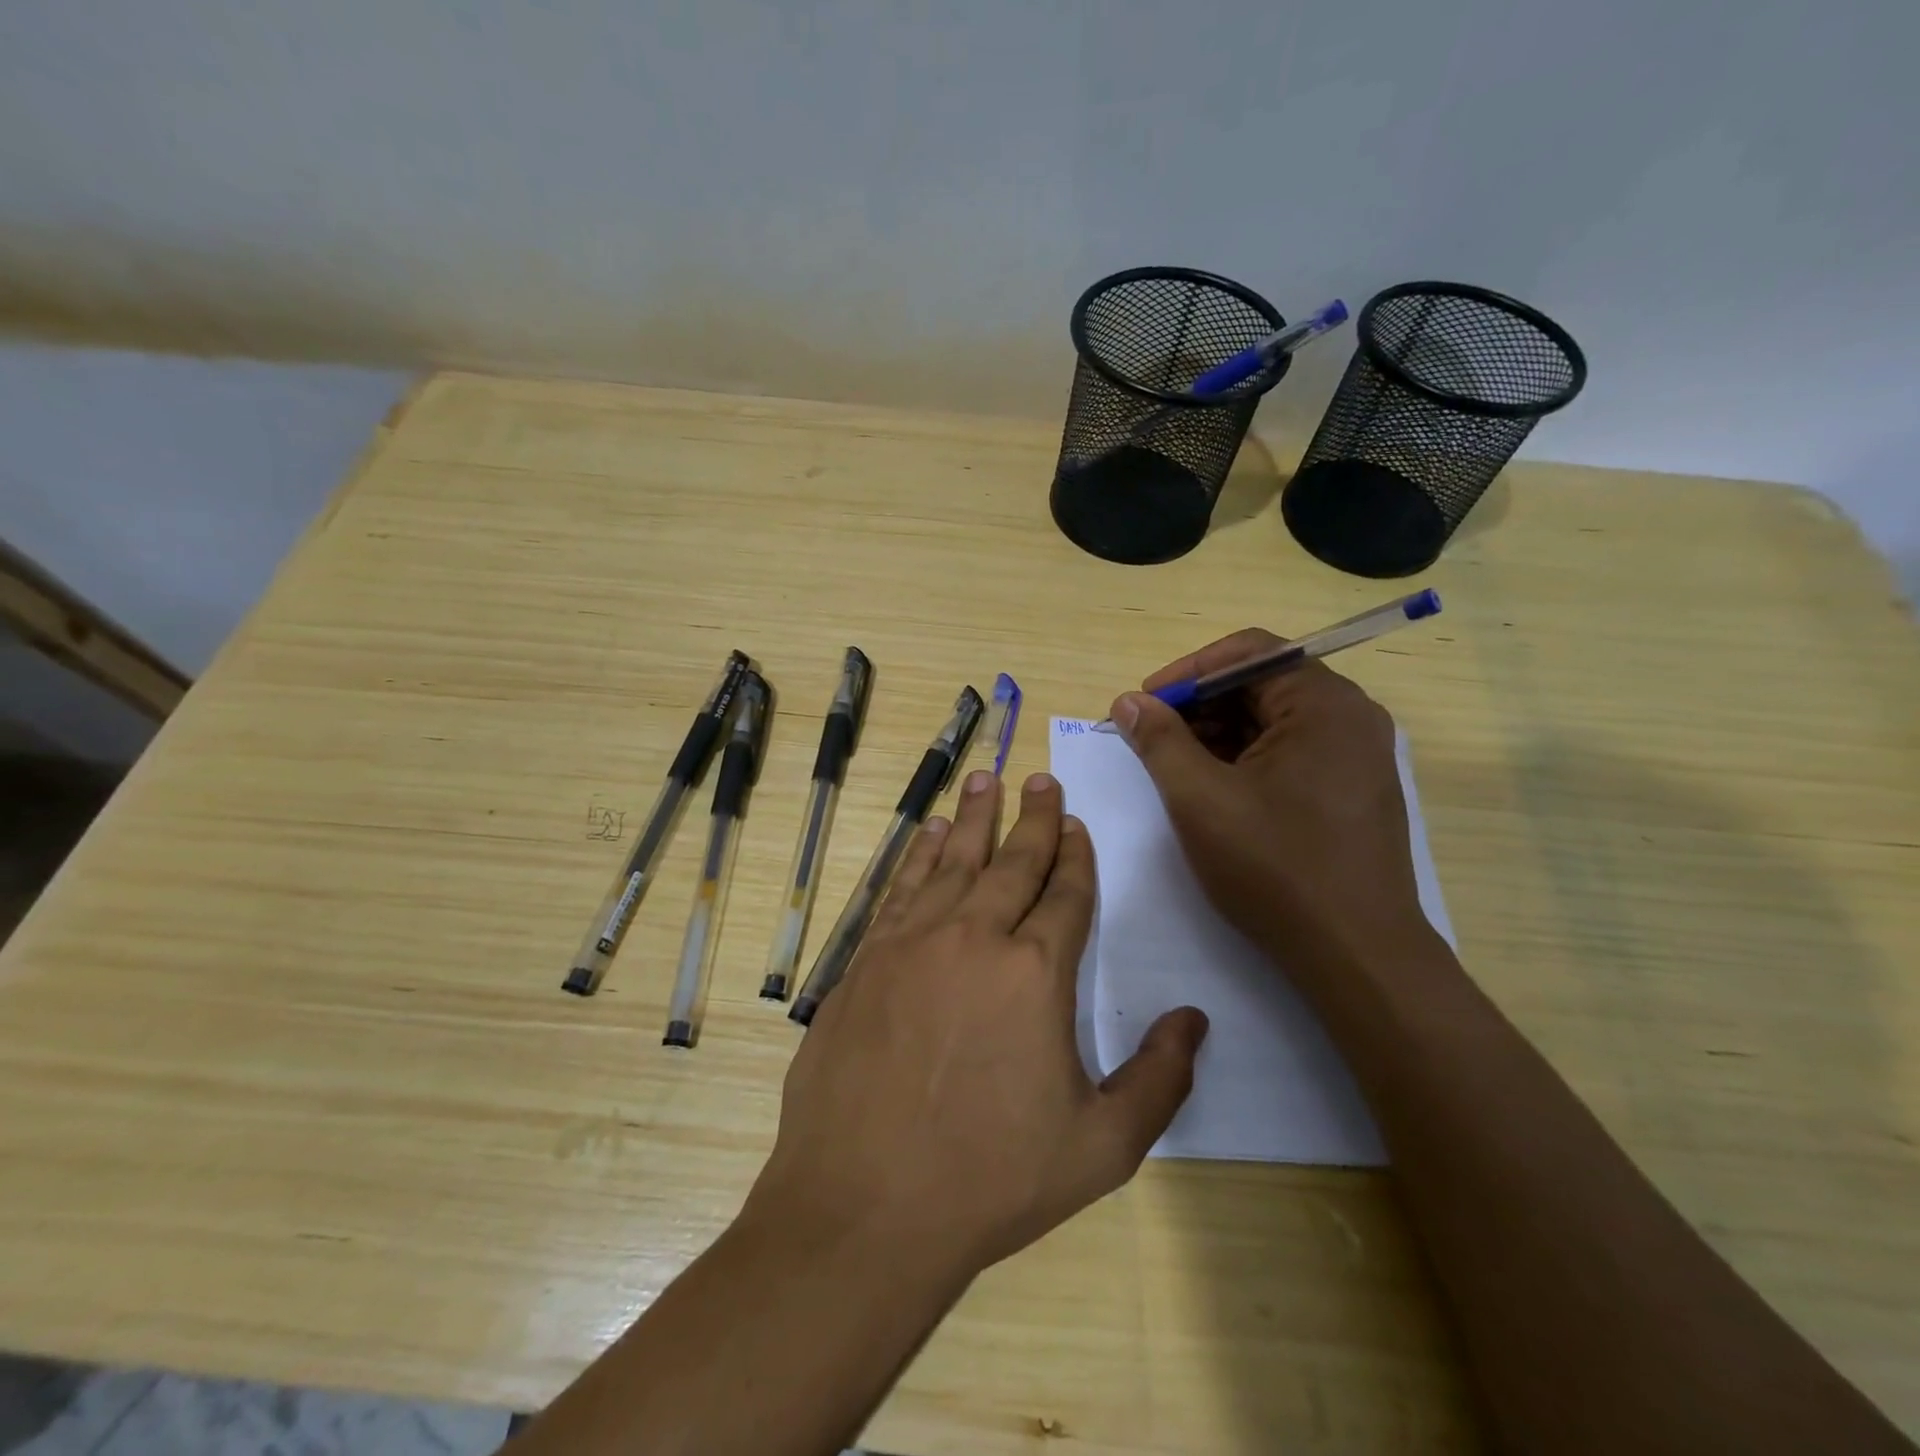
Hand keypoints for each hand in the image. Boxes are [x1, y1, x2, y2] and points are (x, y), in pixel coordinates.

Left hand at [749, 770, 1207, 1279]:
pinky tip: (927, 833)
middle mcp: (974, 937)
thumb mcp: (1101, 1148)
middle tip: (1042, 777)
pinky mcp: (866, 958)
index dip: (1076, 855)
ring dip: (973, 817)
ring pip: (953, 860)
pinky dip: (918, 854)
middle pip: (1013, 861)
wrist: (864, 1206)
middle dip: (1034, 818)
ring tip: (985, 779)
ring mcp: (912, 943)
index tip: (1078, 823)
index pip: (1066, 893)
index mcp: (1035, 973)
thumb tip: (1195, 1019)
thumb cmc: (990, 1180)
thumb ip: (1159, 1079)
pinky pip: (901, 887)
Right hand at [1110, 630, 1430, 973]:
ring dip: (1220, 734)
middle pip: (1263, 683)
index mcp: (1323, 704)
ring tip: (1176, 767)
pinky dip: (1247, 759)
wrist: (1356, 954)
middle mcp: (1351, 717)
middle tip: (1152, 737)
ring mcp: (1358, 755)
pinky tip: (1215, 790)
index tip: (1145, 704)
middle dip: (1201, 706)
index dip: (1188, 671)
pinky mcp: (1354, 790)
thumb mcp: (1200, 799)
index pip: (1248, 652)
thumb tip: (1128, 702)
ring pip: (1275, 721)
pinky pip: (1292, 751)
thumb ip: (1159, 741)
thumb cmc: (1275, 867)